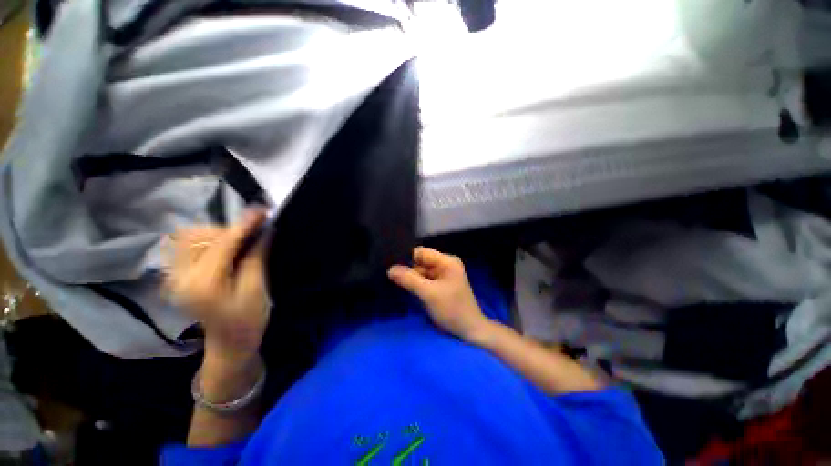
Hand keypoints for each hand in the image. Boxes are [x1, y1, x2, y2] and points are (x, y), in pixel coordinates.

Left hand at [164, 209, 269, 365]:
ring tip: (240, 242)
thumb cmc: (248, 320)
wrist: (229, 343)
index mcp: (202, 284)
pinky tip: (225, 248)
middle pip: (199, 236)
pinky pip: (187, 246)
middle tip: (253, 234)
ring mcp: (173, 277)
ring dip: (217, 234)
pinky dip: (208, 240)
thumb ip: (257, 256)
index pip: (221, 243)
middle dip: (228, 230)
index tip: (262, 210)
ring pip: (190, 238)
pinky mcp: (176, 276)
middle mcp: (180, 277)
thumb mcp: (257, 288)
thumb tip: (266, 230)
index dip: (243, 224)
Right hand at [388, 247, 489, 341]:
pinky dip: (417, 285)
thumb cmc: (452, 310)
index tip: (390, 266)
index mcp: (447, 261)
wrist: (470, 332)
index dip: (406, 258)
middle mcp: (445, 264)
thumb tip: (390, 269)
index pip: (421, 252)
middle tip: (390, 277)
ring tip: (396, 283)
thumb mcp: (429, 294)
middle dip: (408, 270)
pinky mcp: (441, 285)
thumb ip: (409, 279)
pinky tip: (407, 289)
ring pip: (421, 272)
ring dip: (411, 278)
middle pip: (420, 262)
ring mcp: (444, 275)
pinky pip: (425, 280)